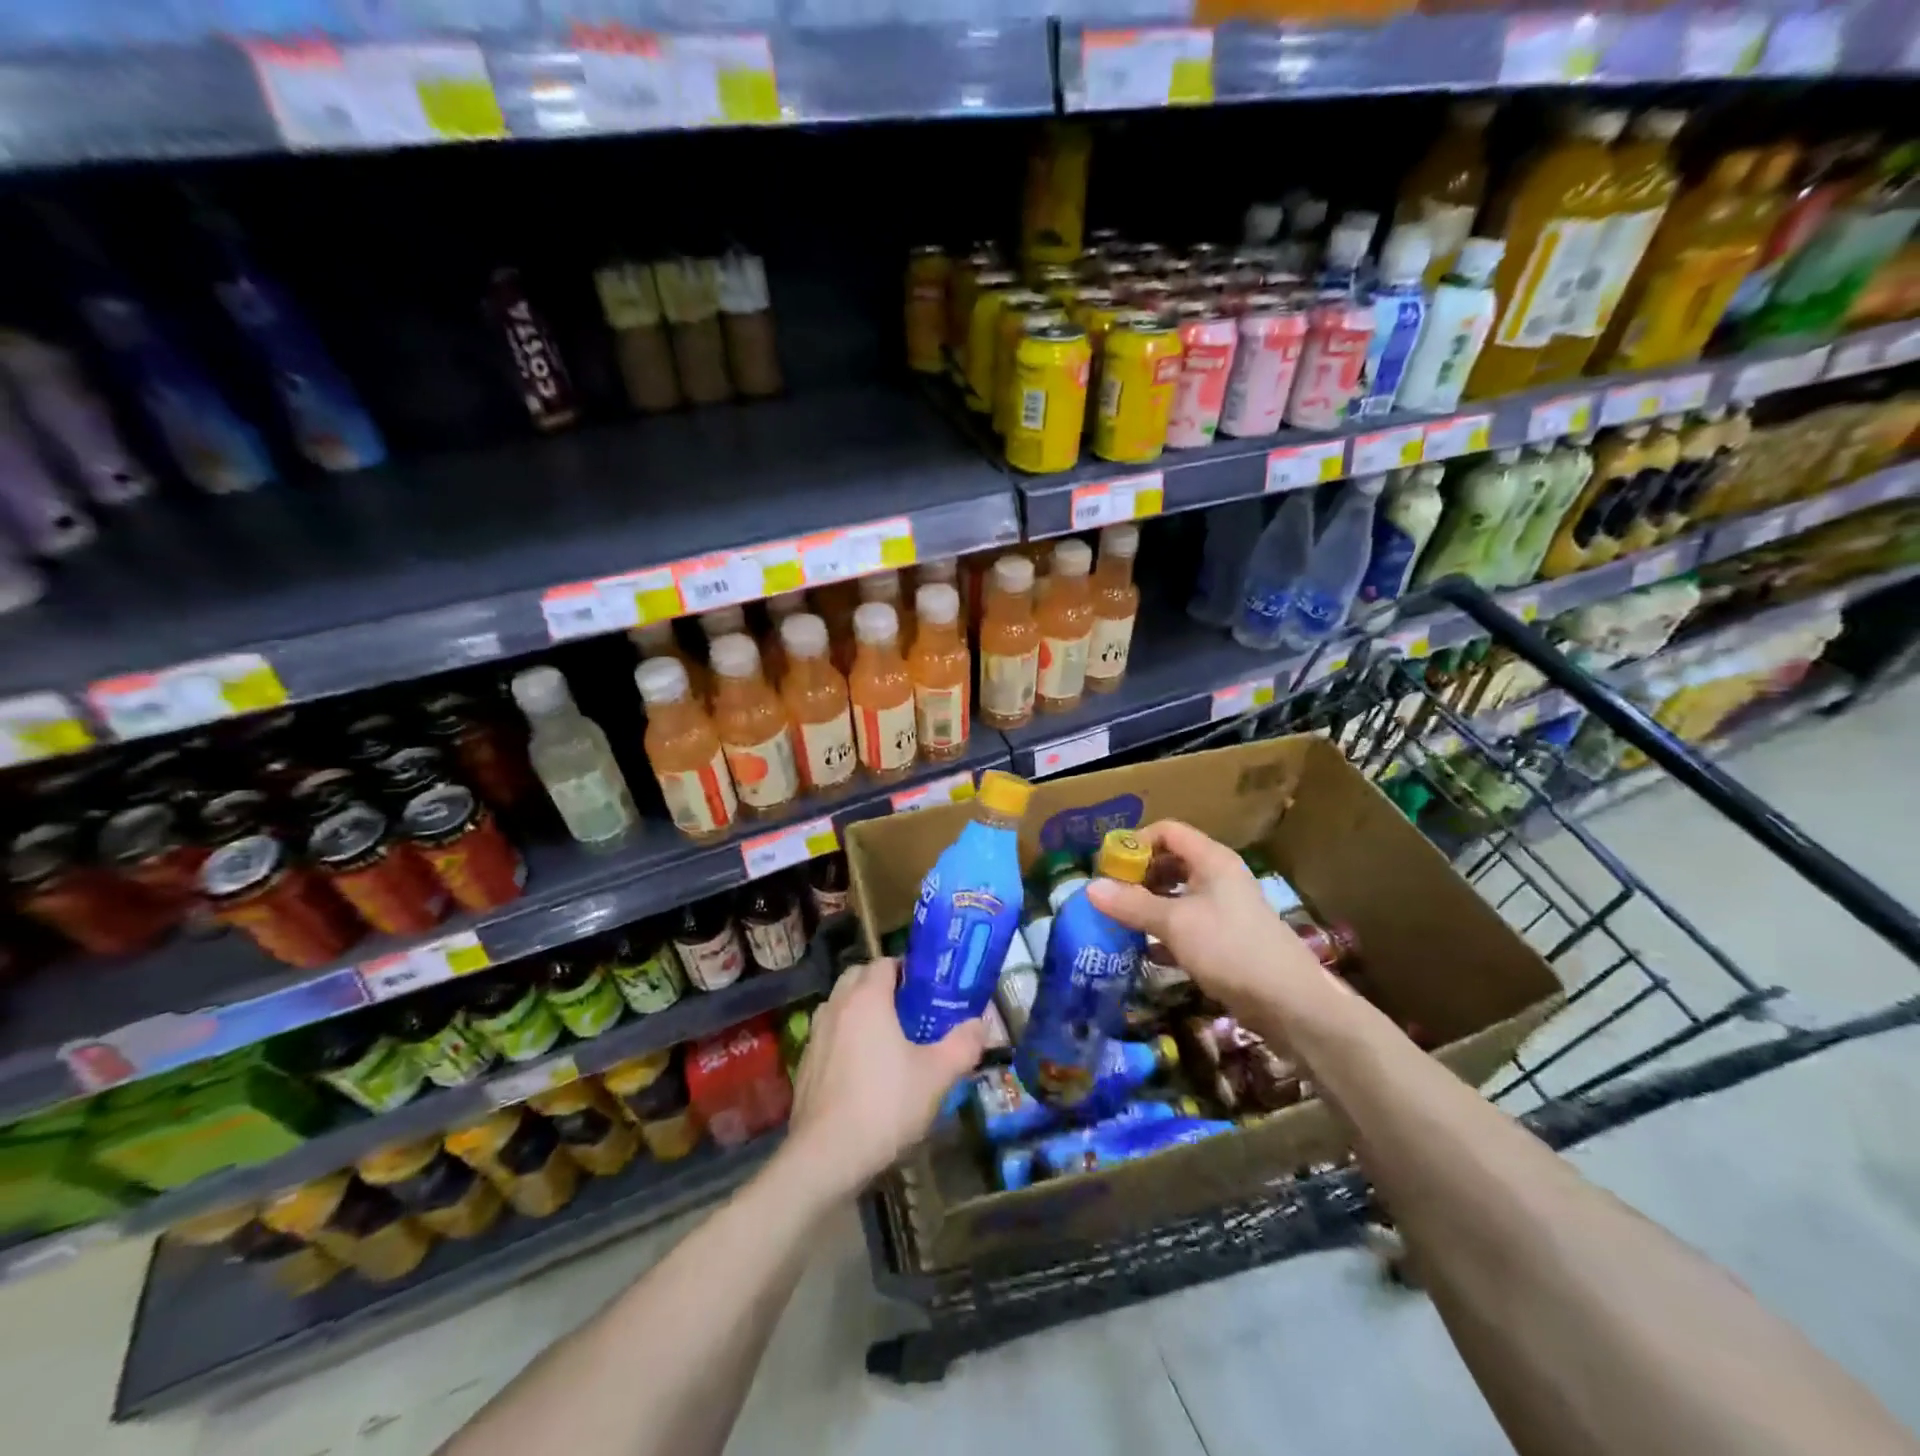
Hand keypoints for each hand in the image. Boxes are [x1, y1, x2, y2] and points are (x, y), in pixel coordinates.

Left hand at [782, 958, 984, 1199]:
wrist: (827, 1155)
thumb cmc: (885, 1104)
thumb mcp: (937, 1076)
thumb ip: (963, 1045)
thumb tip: (980, 1025)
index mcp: (867, 998)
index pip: (884, 962)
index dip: (906, 969)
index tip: (927, 988)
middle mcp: (837, 1006)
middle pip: (857, 977)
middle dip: (881, 984)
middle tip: (909, 1009)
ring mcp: (815, 1034)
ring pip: (840, 1004)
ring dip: (859, 1008)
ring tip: (886, 1036)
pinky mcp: (804, 1063)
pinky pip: (828, 1034)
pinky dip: (844, 1036)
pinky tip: (862, 1068)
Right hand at [1086, 820, 1335, 1023]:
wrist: (1290, 1003)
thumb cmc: (1230, 949)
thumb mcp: (1174, 923)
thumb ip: (1132, 904)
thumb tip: (1090, 887)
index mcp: (1212, 860)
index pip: (1168, 831)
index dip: (1137, 842)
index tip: (1109, 866)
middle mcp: (1219, 877)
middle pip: (1172, 861)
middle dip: (1139, 875)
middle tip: (1111, 896)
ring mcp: (1225, 909)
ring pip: (1179, 894)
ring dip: (1149, 904)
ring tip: (1121, 921)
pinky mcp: (1227, 939)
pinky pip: (1188, 923)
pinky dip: (1165, 931)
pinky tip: (1145, 950)